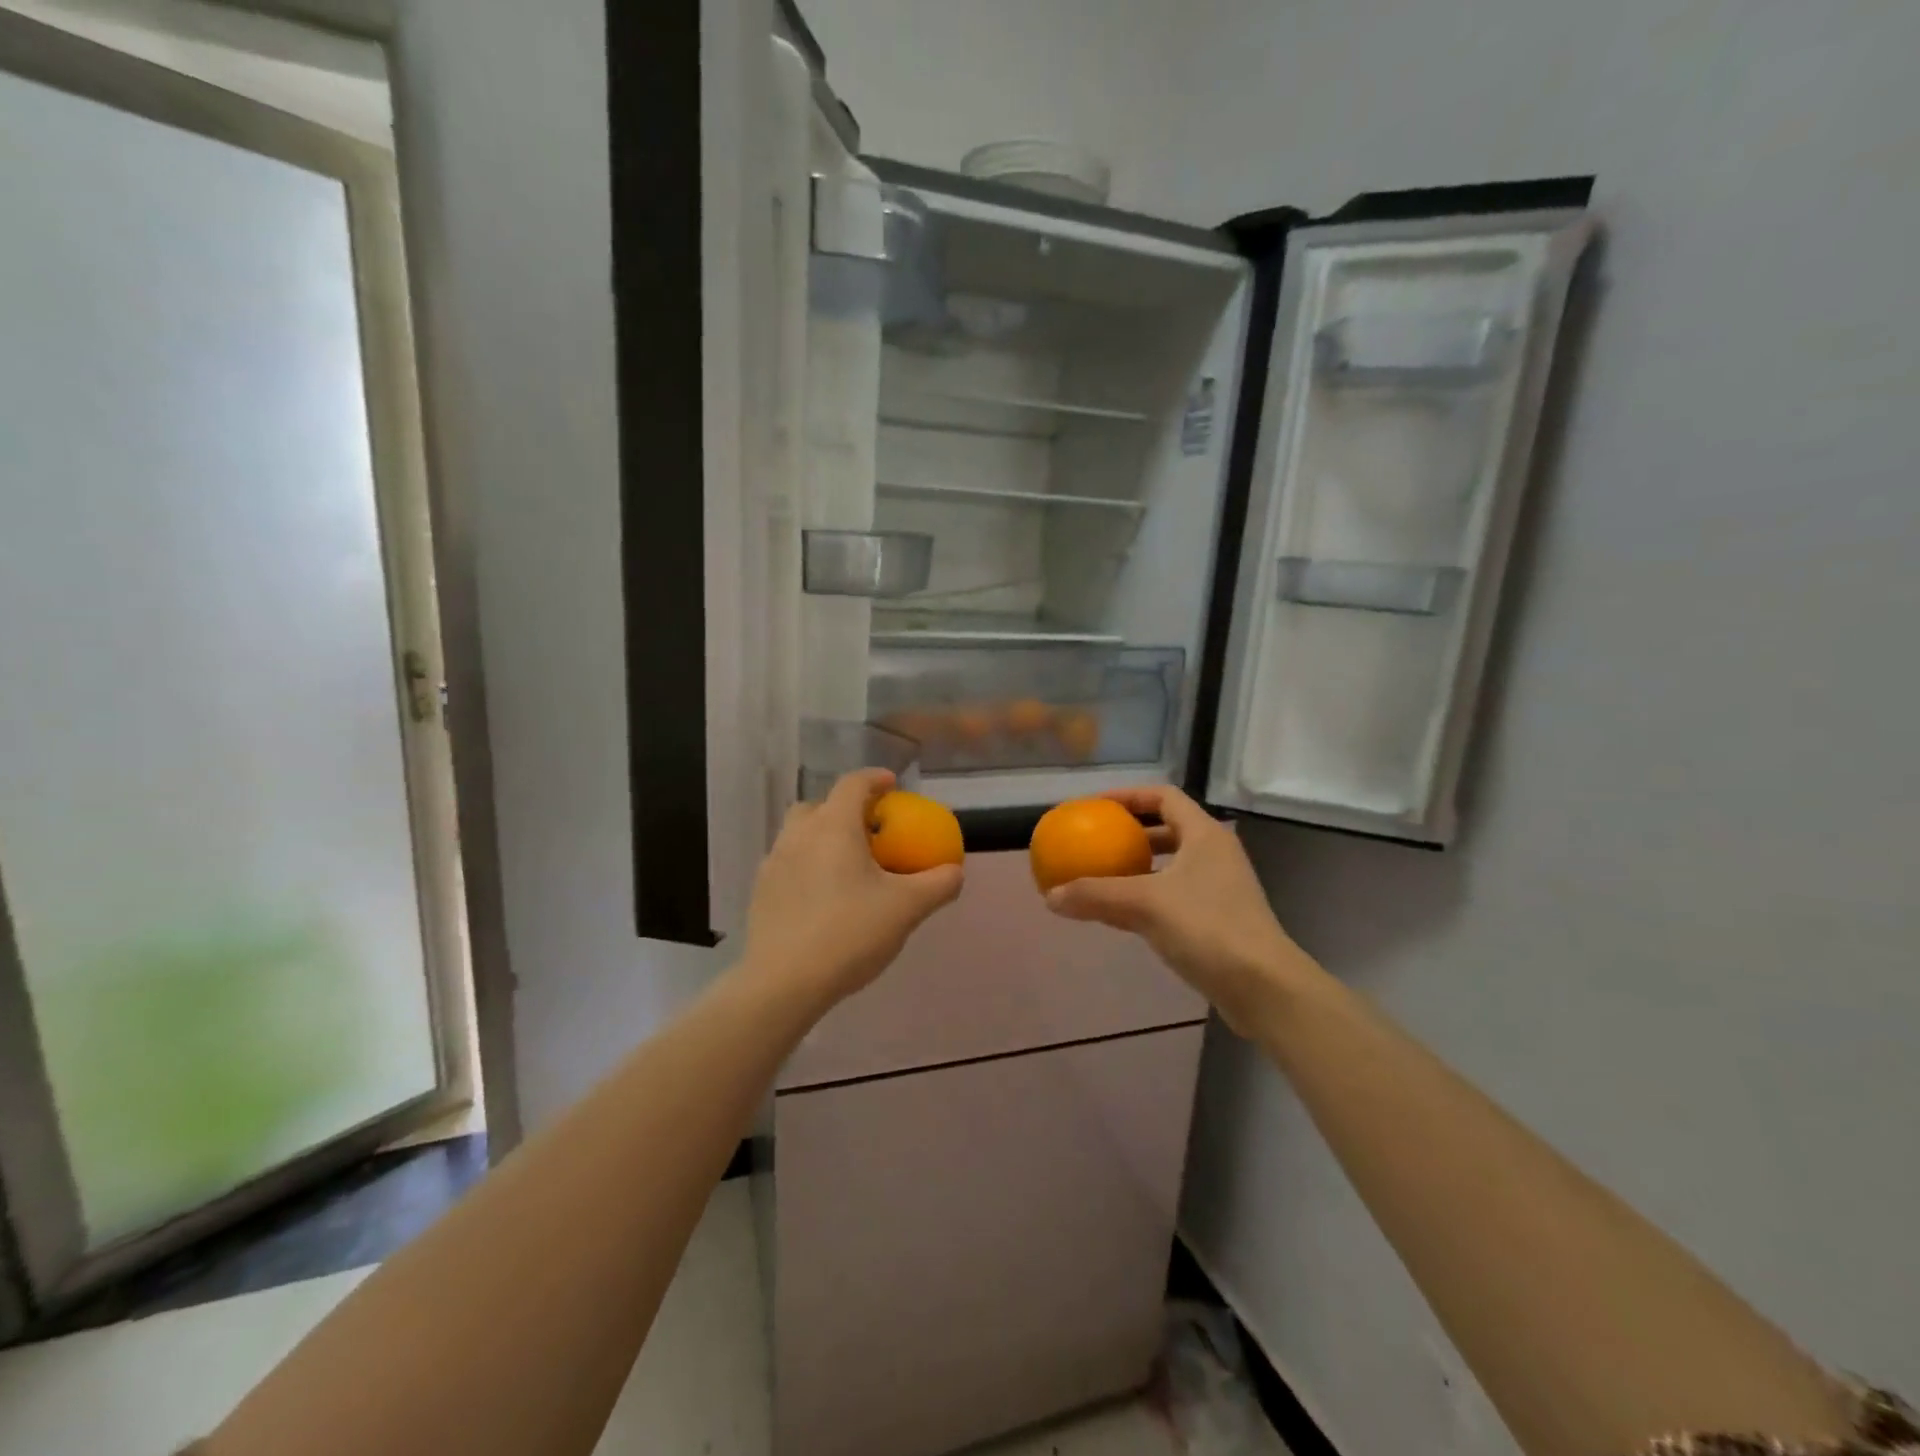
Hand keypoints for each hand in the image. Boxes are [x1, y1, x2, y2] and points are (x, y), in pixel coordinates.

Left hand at [739, 769, 963, 1012]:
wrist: (784, 983)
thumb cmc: (850, 934)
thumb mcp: (907, 909)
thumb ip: (938, 884)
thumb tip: (955, 871)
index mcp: (833, 826)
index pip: (853, 784)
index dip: (875, 779)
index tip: (893, 786)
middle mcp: (798, 834)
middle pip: (820, 805)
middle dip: (844, 809)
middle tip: (868, 830)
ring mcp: (773, 862)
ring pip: (800, 834)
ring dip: (823, 838)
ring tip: (846, 866)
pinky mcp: (761, 891)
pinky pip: (788, 864)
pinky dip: (807, 866)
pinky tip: (823, 897)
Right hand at [1044, 785, 1307, 1036]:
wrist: (1264, 987)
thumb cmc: (1207, 928)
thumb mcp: (1144, 905)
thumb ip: (1095, 895)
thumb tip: (1050, 896)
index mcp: (1204, 834)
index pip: (1163, 797)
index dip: (1128, 796)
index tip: (1095, 807)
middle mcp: (1215, 854)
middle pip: (1168, 829)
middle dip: (1130, 834)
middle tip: (1096, 841)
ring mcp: (1220, 887)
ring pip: (1170, 866)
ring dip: (1137, 868)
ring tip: (1102, 877)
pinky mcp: (1219, 919)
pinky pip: (1174, 895)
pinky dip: (1146, 896)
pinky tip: (1121, 915)